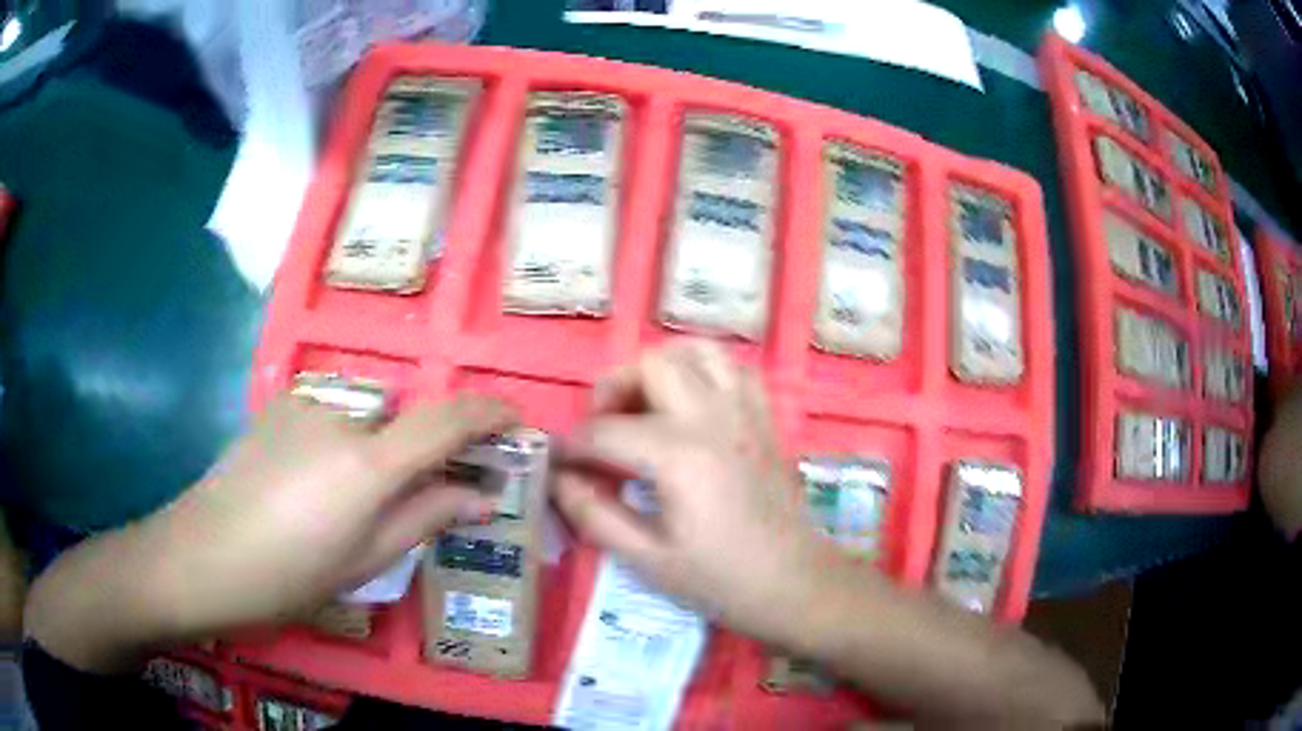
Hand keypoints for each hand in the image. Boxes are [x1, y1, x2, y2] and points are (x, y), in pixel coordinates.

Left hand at [26, 392, 515, 670]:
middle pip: (403, 425)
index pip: (448, 420)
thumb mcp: (364, 561)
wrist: (201, 554)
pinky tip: (304, 483)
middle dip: (417, 459)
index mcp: (368, 463)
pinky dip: (336, 445)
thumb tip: (482, 495)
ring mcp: (306, 403)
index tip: (515, 421)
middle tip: (403, 504)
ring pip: (364, 424)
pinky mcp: (280, 403)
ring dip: (370, 456)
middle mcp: (343, 415)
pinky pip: (330, 417)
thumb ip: (426, 517)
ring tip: (336, 506)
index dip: (490, 414)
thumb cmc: (288, 575)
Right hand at [553, 340, 840, 641]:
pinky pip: (733, 368)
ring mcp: (745, 411)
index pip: (605, 431)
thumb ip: (594, 515)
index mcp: (679, 456)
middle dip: (614, 389)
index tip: (558, 463)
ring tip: (646, 406)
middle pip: (651, 365)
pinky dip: (704, 373)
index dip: (571, 446)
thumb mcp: (647, 559)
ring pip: (696, 351)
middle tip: (604, 428)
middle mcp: (713, 418)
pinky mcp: (764, 417)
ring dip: (661, 369)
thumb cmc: (720, 579)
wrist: (794, 583)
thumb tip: (559, 479)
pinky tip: (692, 407)